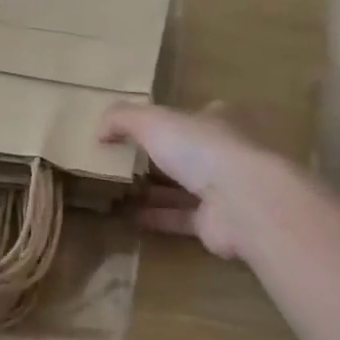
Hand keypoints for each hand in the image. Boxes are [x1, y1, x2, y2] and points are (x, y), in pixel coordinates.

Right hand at [101, 102, 283, 260]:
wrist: (241, 201)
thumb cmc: (201, 149)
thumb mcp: (153, 121)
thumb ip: (123, 118)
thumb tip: (99, 130)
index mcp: (216, 121)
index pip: (193, 116)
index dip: (168, 120)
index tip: (138, 129)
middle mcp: (223, 153)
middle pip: (187, 154)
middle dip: (158, 158)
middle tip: (121, 162)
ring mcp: (222, 190)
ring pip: (182, 188)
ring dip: (153, 190)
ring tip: (116, 191)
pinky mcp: (214, 224)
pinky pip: (178, 218)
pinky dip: (155, 217)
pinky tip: (126, 218)